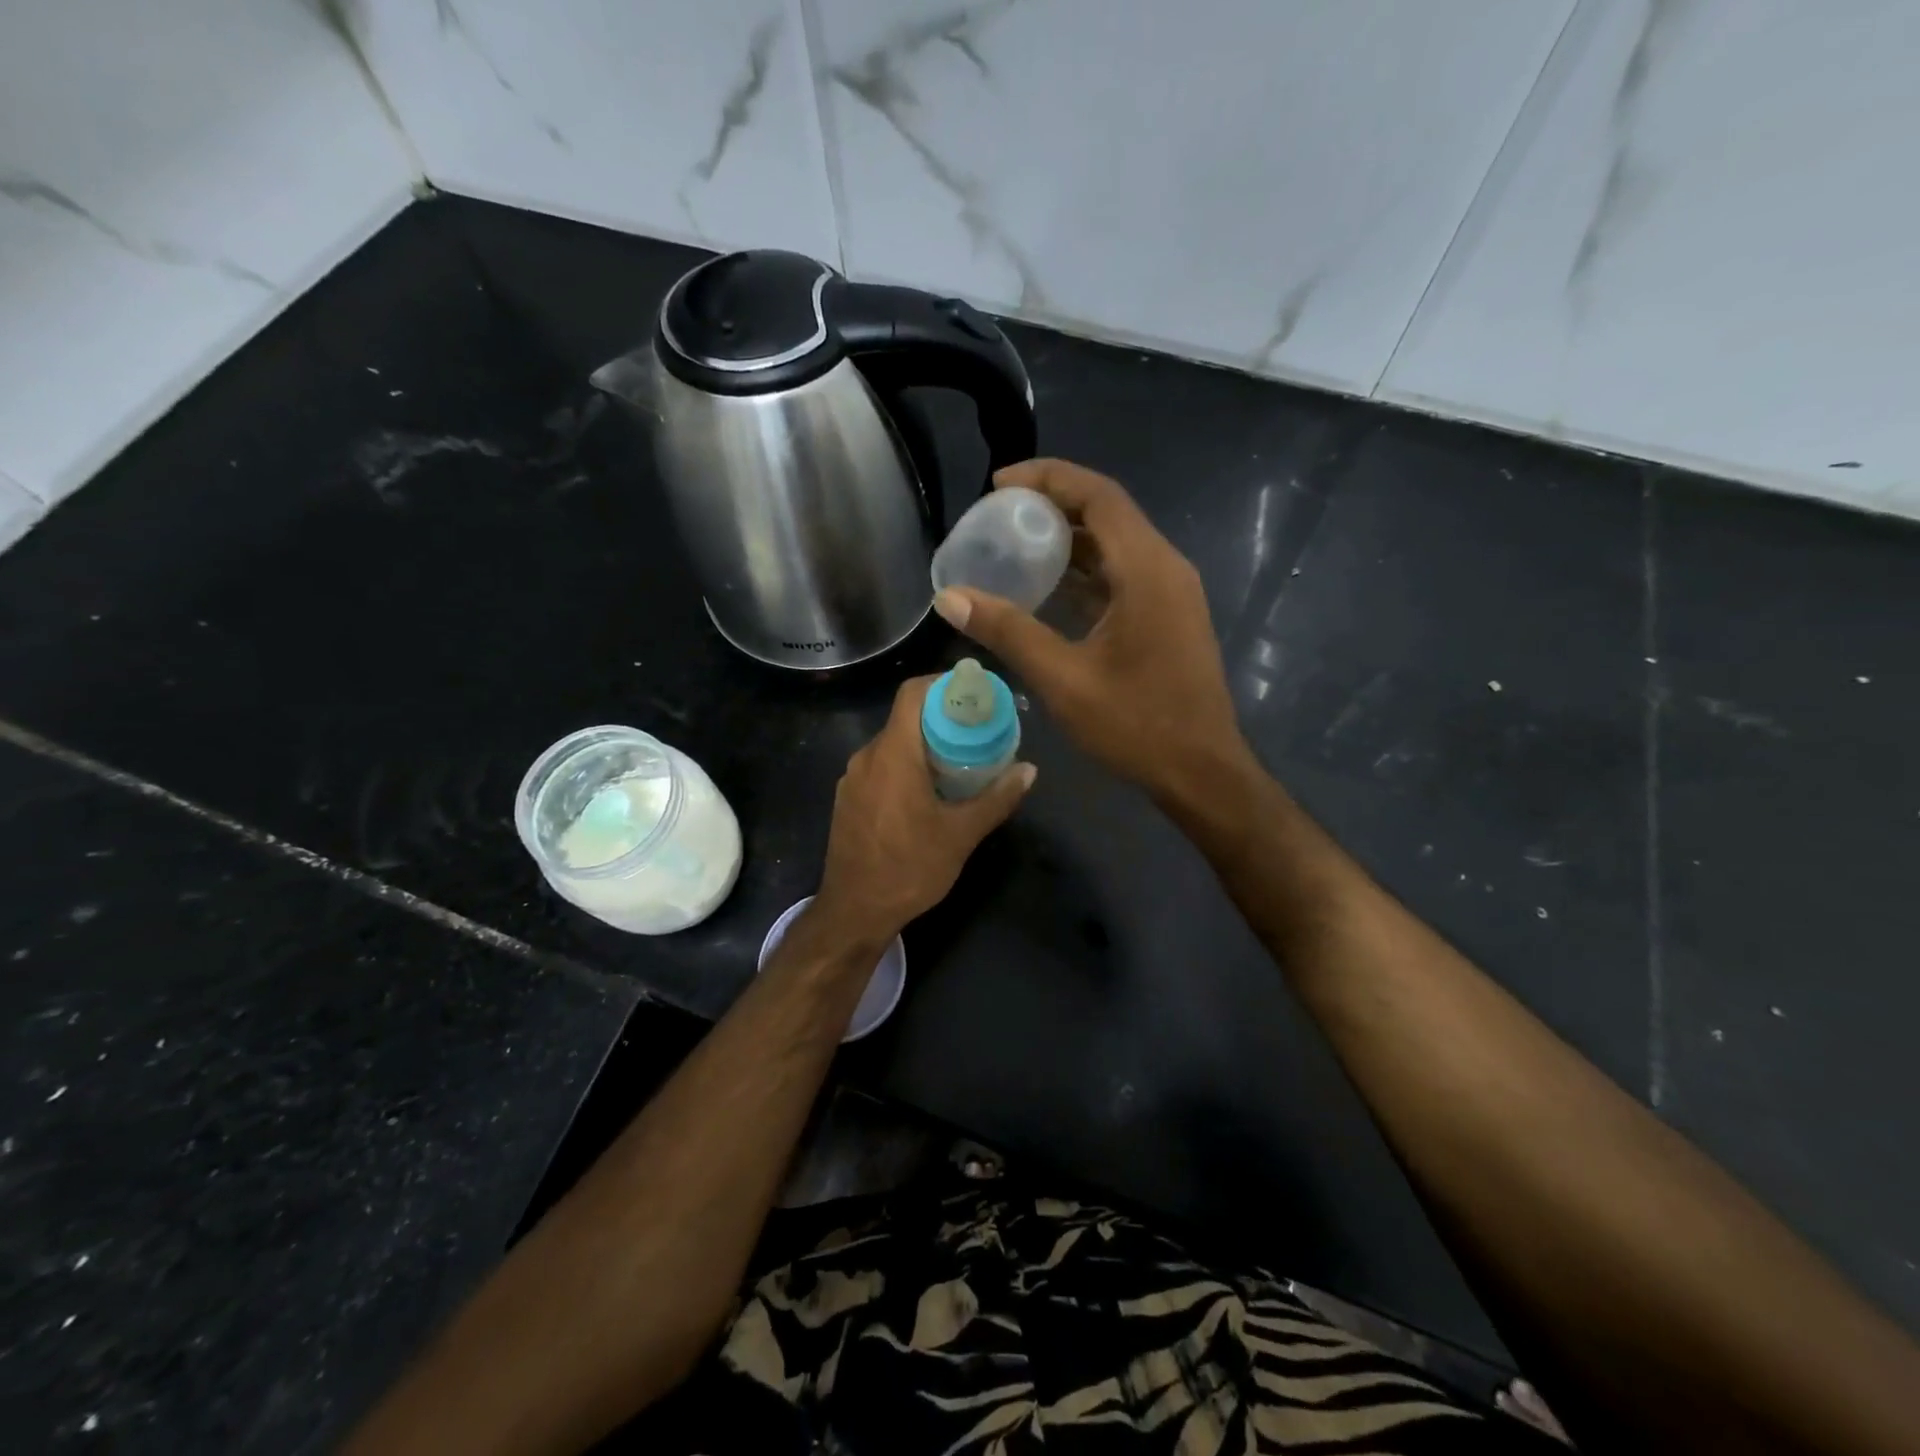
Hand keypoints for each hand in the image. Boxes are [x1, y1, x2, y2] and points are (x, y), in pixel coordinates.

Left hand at [814, 676, 1035, 944]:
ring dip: (924, 744)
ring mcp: (852, 779)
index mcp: (893, 754)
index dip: (943, 684)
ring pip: (893, 744)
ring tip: (959, 761)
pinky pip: (880, 767)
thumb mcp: (961, 834)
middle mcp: (867, 757)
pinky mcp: (848, 799)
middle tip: (978, 731)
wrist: (854, 912)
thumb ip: (997, 798)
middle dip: (942, 718)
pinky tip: (929, 791)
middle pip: (905, 718)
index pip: (913, 693)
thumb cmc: (910, 868)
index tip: (973, 693)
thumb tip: (1029, 770)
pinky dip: (906, 765)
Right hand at [932, 458, 1249, 803]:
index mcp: (1147, 570)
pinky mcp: (1168, 616)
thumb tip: (949, 597)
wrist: (1202, 772)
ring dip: (1068, 540)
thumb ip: (1008, 631)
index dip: (1047, 478)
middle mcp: (1165, 568)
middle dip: (1051, 506)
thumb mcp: (1064, 679)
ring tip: (1014, 547)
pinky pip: (1123, 575)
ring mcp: (1171, 593)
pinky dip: (1085, 572)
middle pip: (1107, 513)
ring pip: (1115, 545)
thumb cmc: (1137, 725)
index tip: (997, 485)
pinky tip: (1047, 590)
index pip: (1098, 494)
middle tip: (998, 518)